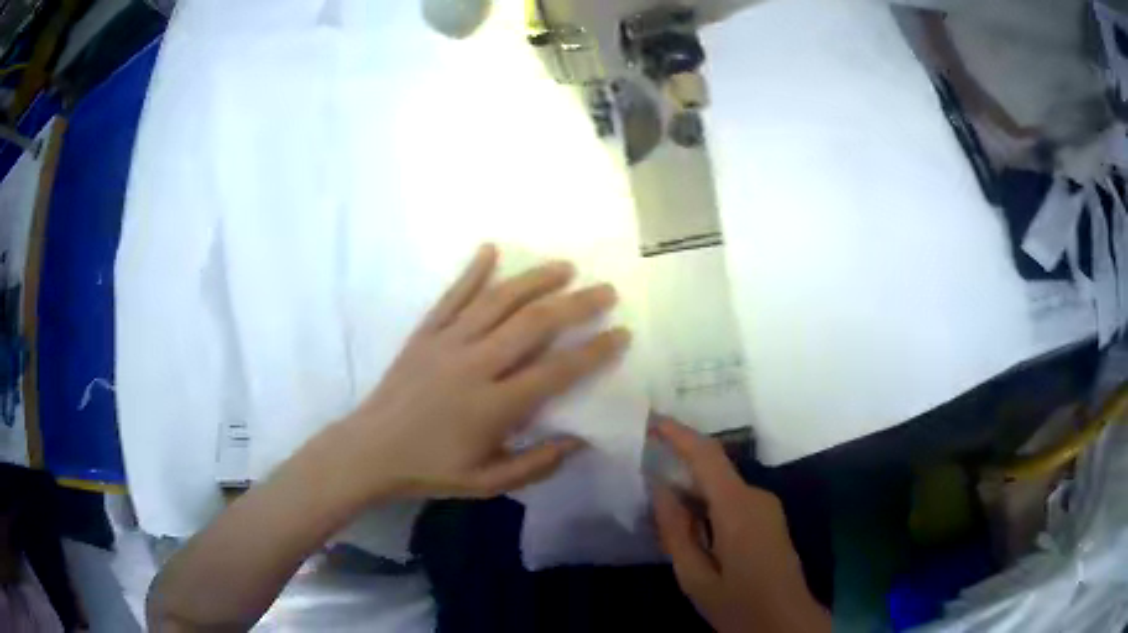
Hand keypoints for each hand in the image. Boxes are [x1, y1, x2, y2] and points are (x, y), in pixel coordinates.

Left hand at [337, 244, 630, 500]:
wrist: (370, 450)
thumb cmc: (430, 469)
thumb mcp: (487, 483)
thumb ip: (537, 465)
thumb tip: (580, 441)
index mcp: (493, 406)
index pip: (557, 371)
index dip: (594, 351)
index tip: (621, 334)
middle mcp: (474, 364)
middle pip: (533, 324)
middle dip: (576, 304)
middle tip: (606, 290)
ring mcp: (447, 342)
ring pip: (497, 300)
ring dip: (535, 279)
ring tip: (565, 266)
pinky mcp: (425, 332)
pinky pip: (452, 295)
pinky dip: (472, 271)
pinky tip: (491, 250)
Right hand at [651, 419, 830, 632]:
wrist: (786, 622)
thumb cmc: (738, 604)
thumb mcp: (695, 577)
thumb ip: (676, 531)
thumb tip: (659, 488)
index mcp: (738, 508)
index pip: (707, 456)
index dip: (678, 434)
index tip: (650, 420)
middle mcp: (756, 496)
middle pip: (713, 469)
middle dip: (678, 467)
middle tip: (641, 478)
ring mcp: (767, 505)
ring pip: (721, 486)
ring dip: (692, 490)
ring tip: (660, 510)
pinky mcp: (769, 517)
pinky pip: (732, 499)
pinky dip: (707, 504)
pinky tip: (690, 527)